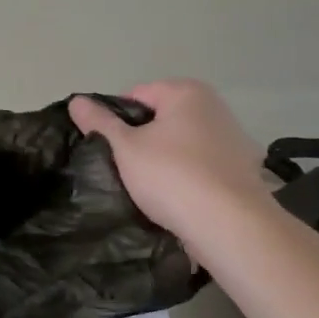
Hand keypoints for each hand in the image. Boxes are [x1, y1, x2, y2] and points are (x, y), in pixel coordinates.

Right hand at [69, 80, 268, 237]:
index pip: (136, 95)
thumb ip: (99, 122)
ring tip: (147, 188)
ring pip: (181, 144)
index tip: (107, 148)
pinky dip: (186, 176)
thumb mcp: (125, 148)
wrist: (229, 225)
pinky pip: (201, 166)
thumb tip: (76, 100)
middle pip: (161, 118)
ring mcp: (233, 139)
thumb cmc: (171, 176)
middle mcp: (215, 107)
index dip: (115, 120)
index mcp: (187, 92)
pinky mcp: (242, 170)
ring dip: (163, 160)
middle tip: (123, 168)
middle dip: (141, 140)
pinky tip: (176, 198)